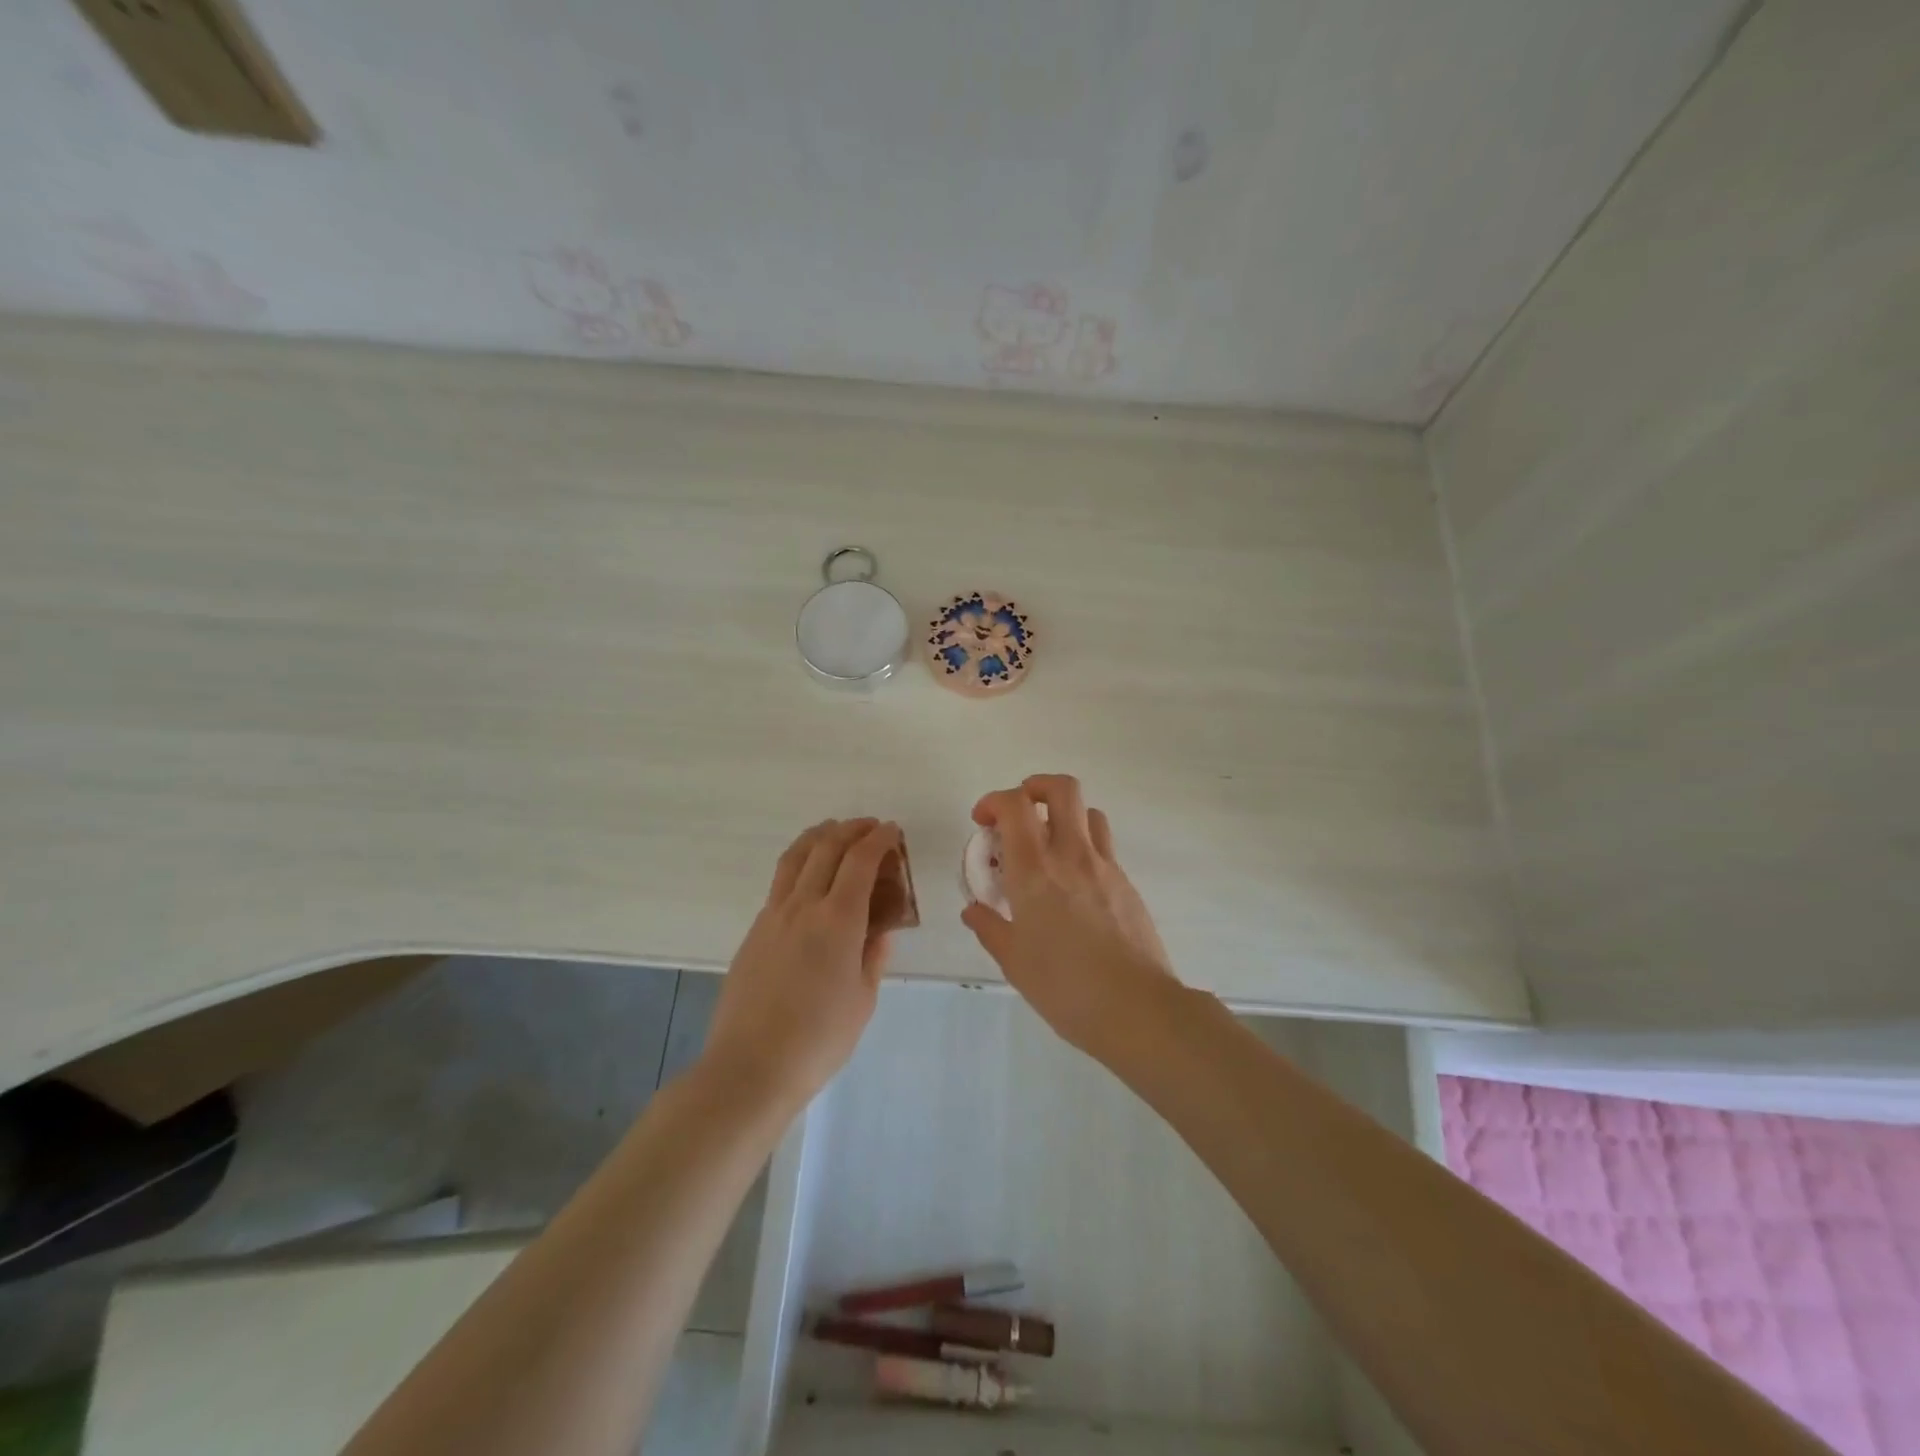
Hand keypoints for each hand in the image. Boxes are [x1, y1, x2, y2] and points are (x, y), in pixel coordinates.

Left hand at [702, 818, 899, 1110]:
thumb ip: (873, 957)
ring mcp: (773, 915)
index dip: (879, 839)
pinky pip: (780, 882)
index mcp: (838, 920)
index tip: (892, 831)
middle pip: (826, 847)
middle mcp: (804, 906)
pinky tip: (809, 878)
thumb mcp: (863, 1000)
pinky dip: (800, 863)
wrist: (750, 1067)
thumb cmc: (818, 1039)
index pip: (860, 860)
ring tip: (834, 833)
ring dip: (819, 836)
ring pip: (795, 857)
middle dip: (851, 829)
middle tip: (870, 828)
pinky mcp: (754, 931)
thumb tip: (880, 932)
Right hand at [960, 775, 1178, 1057]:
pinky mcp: (1127, 883)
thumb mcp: (1014, 962)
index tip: (982, 822)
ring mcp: (1105, 866)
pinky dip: (1084, 847)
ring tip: (1049, 844)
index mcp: (1034, 871)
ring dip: (1064, 815)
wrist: (1136, 1008)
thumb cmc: (1065, 987)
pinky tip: (1075, 884)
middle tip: (1019, 812)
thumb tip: (974, 910)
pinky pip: (1103, 846)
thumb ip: (990, 928)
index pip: (1014, 806)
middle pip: (1060, 789)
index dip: (994, 801)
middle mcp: (1071, 855)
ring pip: (1088, 812)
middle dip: (1034, 786)